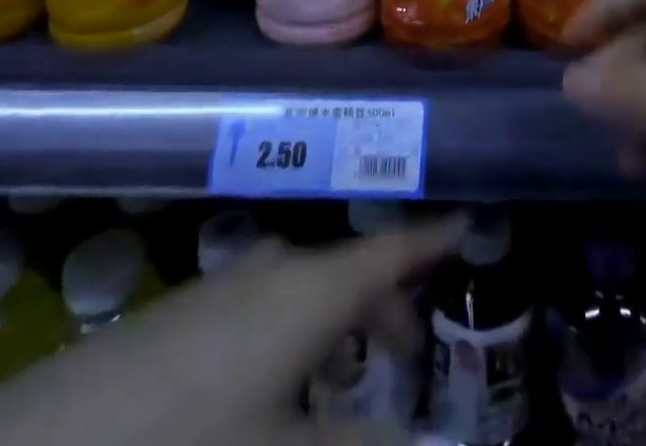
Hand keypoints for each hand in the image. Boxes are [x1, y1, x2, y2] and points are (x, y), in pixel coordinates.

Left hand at [0, 217, 464, 445]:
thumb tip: (423, 443)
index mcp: (307, 290)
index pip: (388, 250)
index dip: (430, 239)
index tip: (466, 221)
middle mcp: (270, 272)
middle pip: (347, 268)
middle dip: (386, 298)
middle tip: (412, 344)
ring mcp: (219, 291)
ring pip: (303, 288)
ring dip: (337, 320)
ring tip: (348, 372)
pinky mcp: (179, 319)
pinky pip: (262, 307)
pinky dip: (292, 335)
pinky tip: (272, 391)